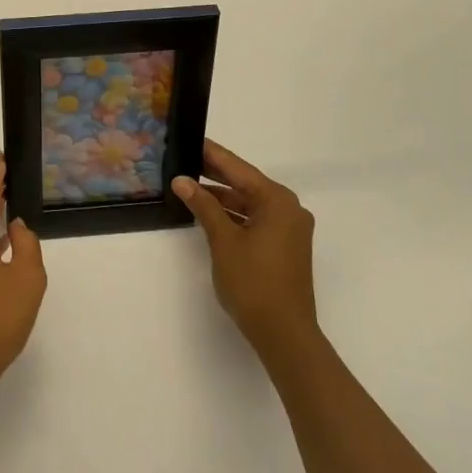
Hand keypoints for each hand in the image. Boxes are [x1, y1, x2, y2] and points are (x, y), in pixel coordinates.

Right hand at [174, 140, 320, 362]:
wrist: (284, 334)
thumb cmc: (254, 283)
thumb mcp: (223, 240)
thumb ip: (203, 206)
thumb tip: (182, 180)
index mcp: (278, 201)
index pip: (238, 168)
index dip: (212, 154)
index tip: (190, 138)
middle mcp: (288, 209)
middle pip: (246, 183)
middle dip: (215, 174)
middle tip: (183, 159)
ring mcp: (289, 229)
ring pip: (250, 203)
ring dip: (222, 197)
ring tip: (189, 186)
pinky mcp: (284, 247)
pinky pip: (256, 219)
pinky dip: (234, 215)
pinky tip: (209, 213)